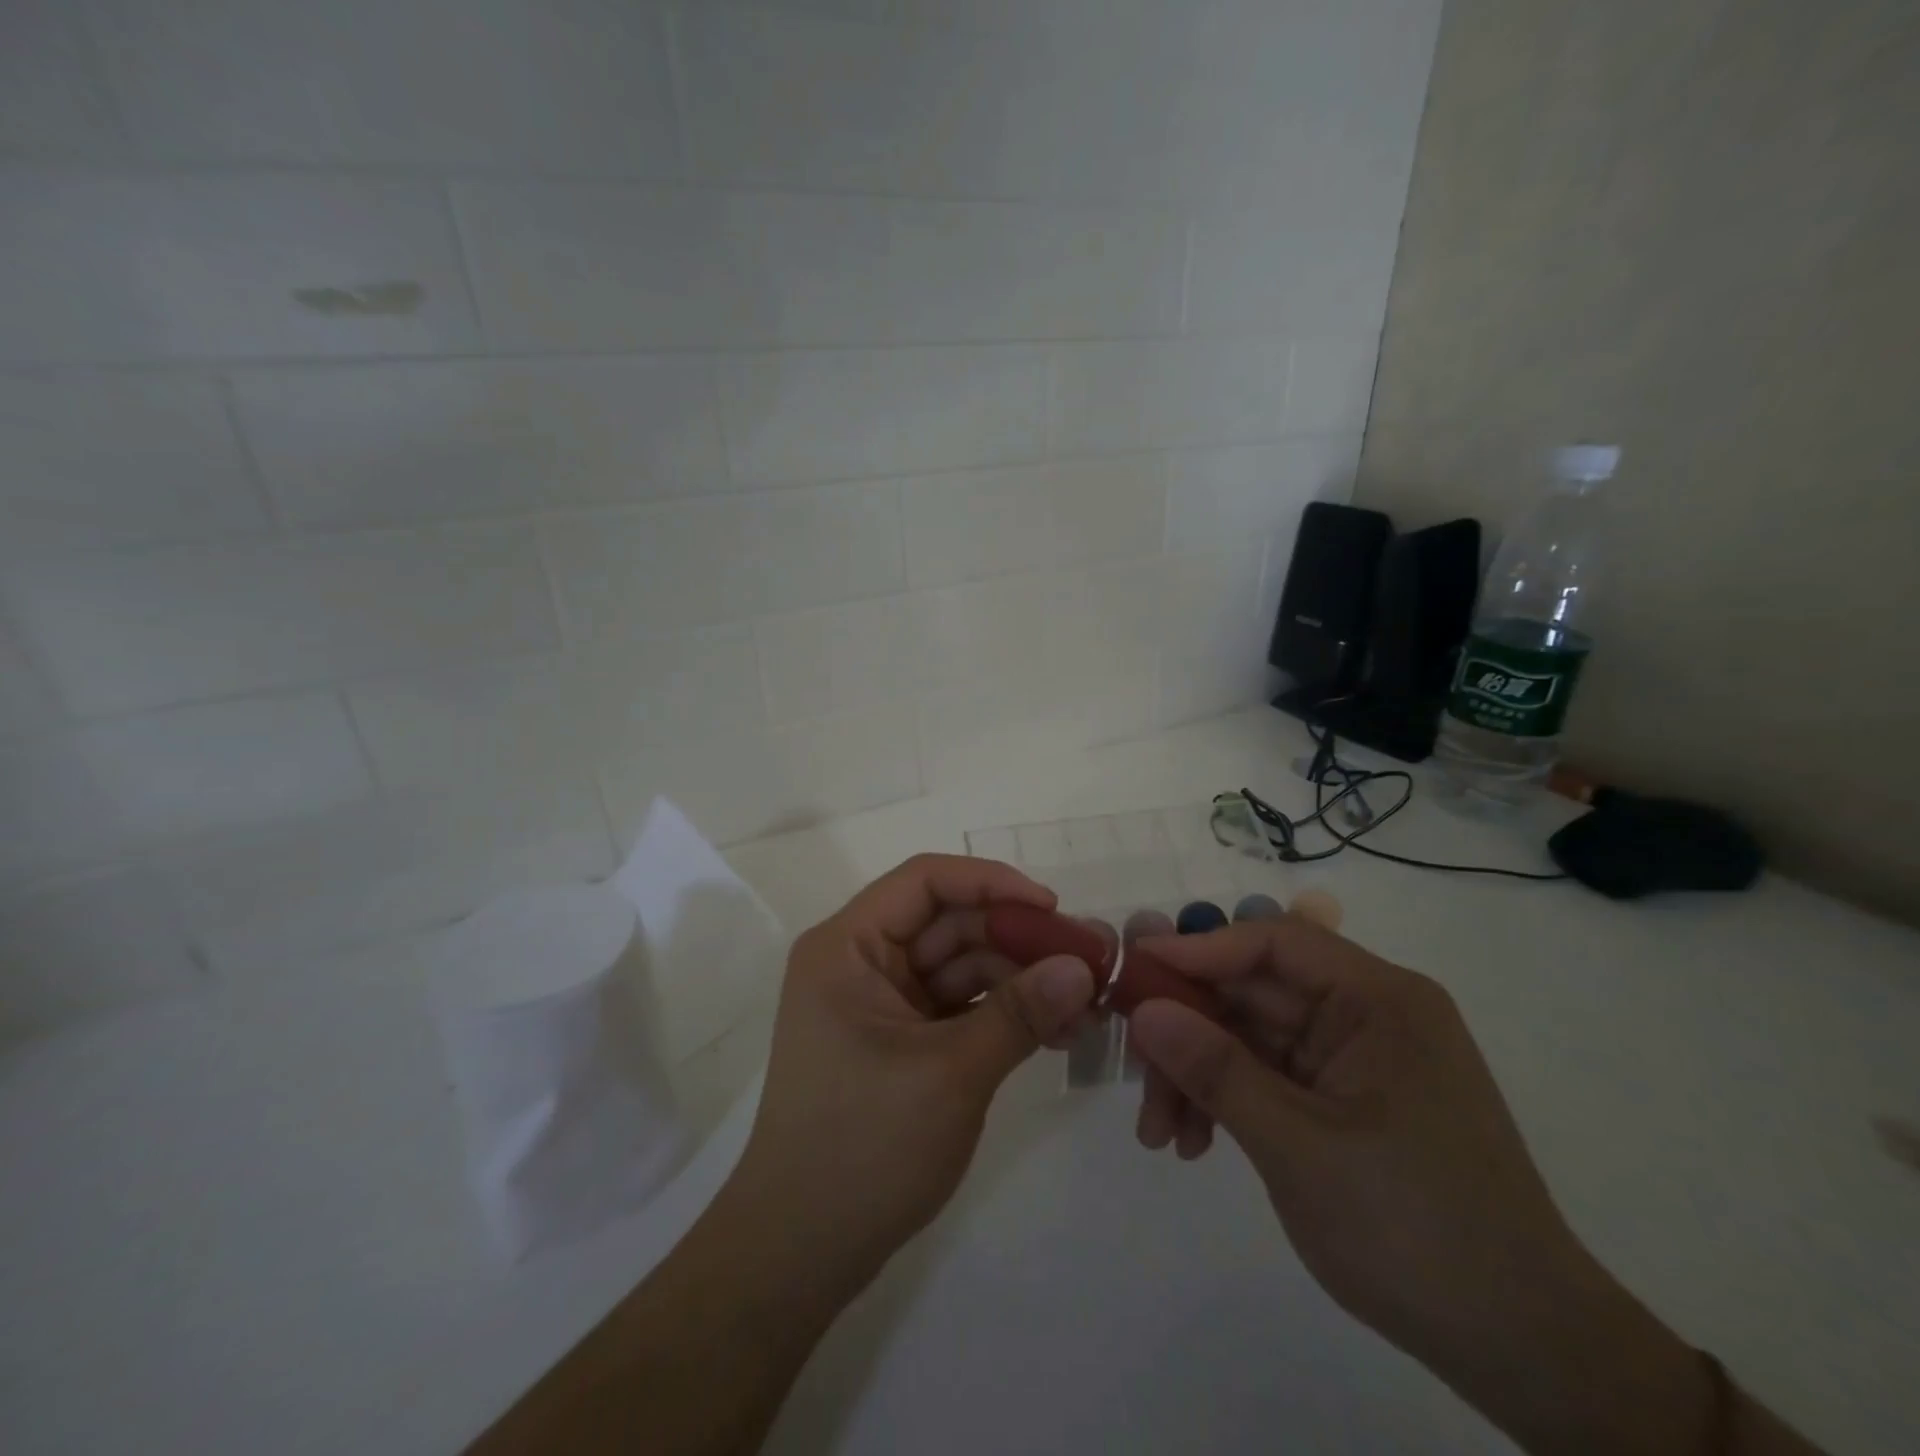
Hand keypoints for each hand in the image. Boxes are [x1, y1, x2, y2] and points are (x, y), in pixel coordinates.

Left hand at [727, 854, 1096, 1290]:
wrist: (801, 1252)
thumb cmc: (862, 1147)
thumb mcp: (950, 1073)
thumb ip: (1020, 1013)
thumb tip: (1085, 967)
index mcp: (848, 946)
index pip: (925, 882)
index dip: (991, 882)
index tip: (1053, 908)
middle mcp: (861, 962)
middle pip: (950, 925)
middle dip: (1020, 940)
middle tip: (1092, 961)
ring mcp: (882, 1003)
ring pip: (962, 967)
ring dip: (1021, 981)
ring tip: (1087, 1006)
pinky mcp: (902, 1040)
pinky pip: (960, 1007)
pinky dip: (1005, 1014)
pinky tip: (1056, 1031)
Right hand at [1125, 916, 1724, 1455]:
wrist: (1524, 1351)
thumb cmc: (1417, 1231)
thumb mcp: (1300, 1147)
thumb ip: (1216, 1070)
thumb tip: (1143, 1009)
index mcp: (1378, 1000)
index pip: (1274, 942)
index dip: (1199, 949)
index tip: (1134, 969)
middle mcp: (1365, 1014)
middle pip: (1251, 993)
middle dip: (1187, 1031)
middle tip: (1133, 1070)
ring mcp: (1352, 1058)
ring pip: (1248, 1037)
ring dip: (1198, 1074)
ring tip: (1161, 1136)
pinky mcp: (1341, 1099)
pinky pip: (1264, 1076)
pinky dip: (1224, 1100)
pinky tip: (1195, 1145)